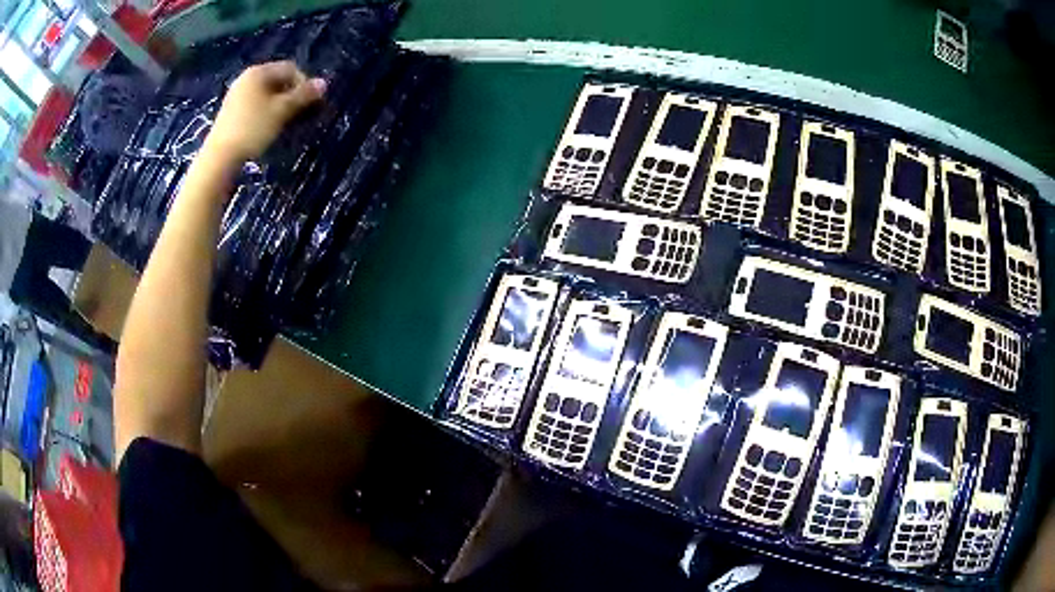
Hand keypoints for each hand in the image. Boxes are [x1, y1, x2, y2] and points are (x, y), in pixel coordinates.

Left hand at [204, 61, 326, 163]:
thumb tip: (324, 83)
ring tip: (287, 124)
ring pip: (267, 95)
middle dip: (293, 96)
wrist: (220, 157)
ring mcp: (237, 95)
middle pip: (278, 81)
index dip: (304, 84)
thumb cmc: (253, 129)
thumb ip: (304, 95)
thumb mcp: (282, 111)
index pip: (291, 69)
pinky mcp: (231, 112)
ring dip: (281, 107)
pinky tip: (269, 129)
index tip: (310, 105)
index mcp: (259, 72)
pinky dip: (267, 113)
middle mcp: (247, 78)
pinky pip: (256, 105)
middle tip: (301, 116)